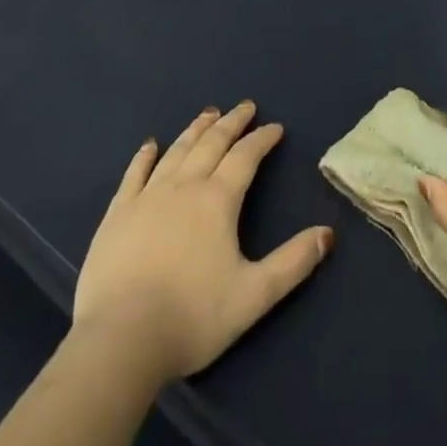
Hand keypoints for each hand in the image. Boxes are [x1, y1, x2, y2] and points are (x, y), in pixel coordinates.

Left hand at [73, 101, 333, 384]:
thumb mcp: (254, 296)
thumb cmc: (192, 318)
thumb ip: (293, 263)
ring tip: (208, 114)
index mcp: (218, 200)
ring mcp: (147, 196)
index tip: (275, 127)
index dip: (262, 139)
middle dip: (232, 122)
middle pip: (212, 143)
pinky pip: (134, 173)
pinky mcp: (118, 213)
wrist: (120, 339)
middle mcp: (184, 186)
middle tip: (245, 106)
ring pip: (177, 151)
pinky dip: (145, 155)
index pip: (246, 157)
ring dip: (196, 130)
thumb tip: (328, 234)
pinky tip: (150, 144)